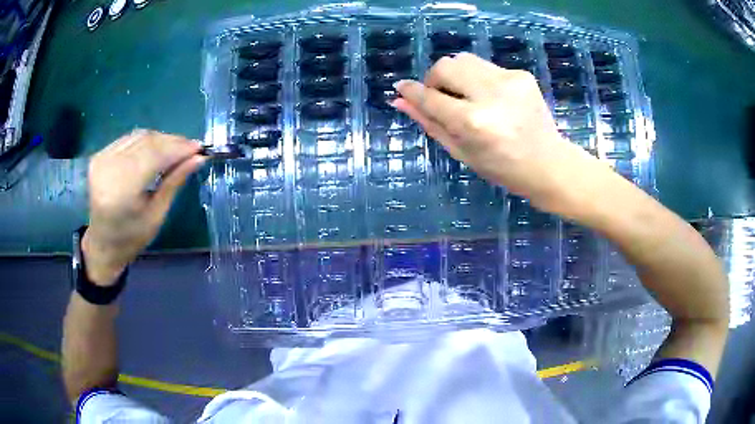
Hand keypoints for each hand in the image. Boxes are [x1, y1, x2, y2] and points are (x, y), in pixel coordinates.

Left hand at [82, 129, 205, 285]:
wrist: (103, 243)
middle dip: (172, 142)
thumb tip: (198, 158)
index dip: (178, 148)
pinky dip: (147, 141)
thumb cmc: (131, 237)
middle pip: (147, 142)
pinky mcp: (100, 155)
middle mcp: (108, 169)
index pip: (153, 156)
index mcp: (120, 192)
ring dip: (161, 140)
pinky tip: (158, 149)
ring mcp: (102, 159)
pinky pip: (129, 138)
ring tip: (178, 148)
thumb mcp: (156, 215)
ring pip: (139, 136)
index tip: (200, 148)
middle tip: (192, 148)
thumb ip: (174, 182)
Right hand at [393, 53, 602, 212]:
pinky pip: (486, 67)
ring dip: (456, 76)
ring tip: (467, 97)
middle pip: (446, 66)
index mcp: (474, 122)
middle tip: (442, 98)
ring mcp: (509, 81)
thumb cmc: (502, 167)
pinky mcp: (521, 75)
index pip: (431, 98)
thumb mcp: (461, 152)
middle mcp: (490, 95)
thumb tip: (400, 101)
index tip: (401, 88)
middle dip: (436, 80)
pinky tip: (491, 99)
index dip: (412, 91)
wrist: (548, 164)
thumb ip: (430, 123)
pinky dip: (479, 79)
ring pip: (464, 60)